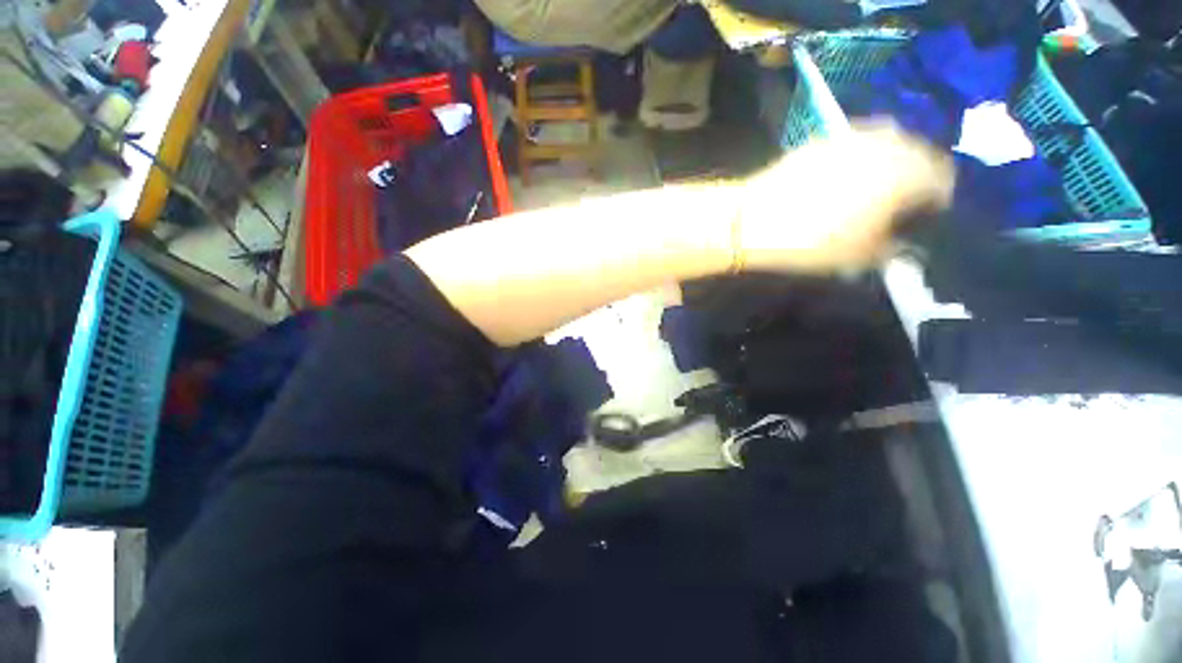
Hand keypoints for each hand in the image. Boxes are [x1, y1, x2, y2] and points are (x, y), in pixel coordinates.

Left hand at [734, 124, 952, 273]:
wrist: (751, 220)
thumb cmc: (812, 241)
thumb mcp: (860, 256)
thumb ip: (892, 248)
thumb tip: (901, 244)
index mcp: (908, 170)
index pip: (942, 179)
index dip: (937, 201)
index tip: (926, 219)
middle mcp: (887, 143)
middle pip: (917, 155)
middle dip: (915, 179)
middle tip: (899, 205)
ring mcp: (851, 136)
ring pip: (886, 146)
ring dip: (887, 166)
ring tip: (870, 192)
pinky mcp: (820, 140)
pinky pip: (853, 146)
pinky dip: (857, 161)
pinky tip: (840, 181)